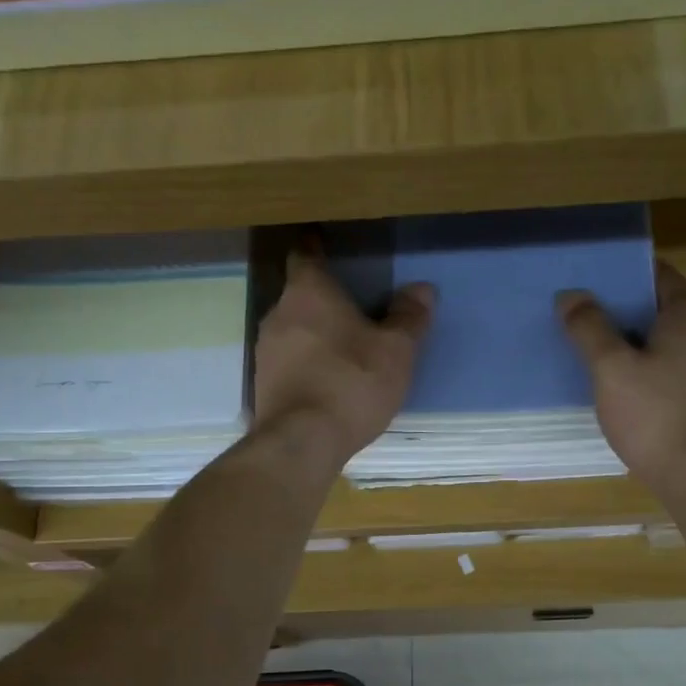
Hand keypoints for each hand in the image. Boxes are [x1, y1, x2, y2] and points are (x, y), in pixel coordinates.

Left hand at [253, 250, 433, 466]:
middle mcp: (278, 313)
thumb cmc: (351, 382)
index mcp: (308, 292)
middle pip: (298, 294)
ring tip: (341, 346)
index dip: (315, 248)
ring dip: (312, 333)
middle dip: (321, 298)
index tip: (324, 244)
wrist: (302, 441)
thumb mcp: (395, 350)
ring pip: (291, 329)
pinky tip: (326, 379)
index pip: (305, 255)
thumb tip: (422, 290)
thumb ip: (409, 318)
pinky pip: (288, 361)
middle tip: (350, 305)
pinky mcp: (263, 384)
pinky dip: (305, 362)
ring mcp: (266, 351)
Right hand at [558, 261, 685, 499]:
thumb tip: (571, 295)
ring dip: (642, 348)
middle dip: (630, 313)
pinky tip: (633, 399)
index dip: (631, 272)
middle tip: (589, 319)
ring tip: (604, 359)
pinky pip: (680, 379)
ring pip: (673, 349)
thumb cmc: (655, 416)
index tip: (599, 277)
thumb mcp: (612, 369)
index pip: (663, 276)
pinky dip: (656, 378)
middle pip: (667, 313)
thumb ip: (590, 329)